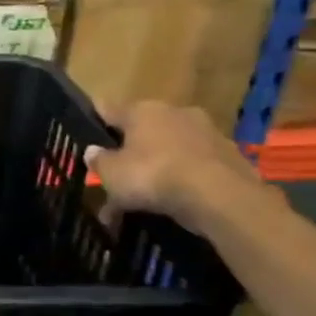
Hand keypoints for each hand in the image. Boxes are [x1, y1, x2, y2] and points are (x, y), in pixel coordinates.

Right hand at [85, 101, 264, 227]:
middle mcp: (175, 113)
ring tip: (140, 201)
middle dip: (129, 153)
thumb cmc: (153, 175)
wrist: (219, 196)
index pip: (110, 108)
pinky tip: (169, 206)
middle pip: (143, 131)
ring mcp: (206, 133)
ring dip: (155, 171)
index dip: (96, 119)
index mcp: (143, 110)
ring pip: (169, 152)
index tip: (86, 129)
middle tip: (115, 177)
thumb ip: (99, 161)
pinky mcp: (229, 157)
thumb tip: (93, 151)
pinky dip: (180, 183)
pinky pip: (192, 169)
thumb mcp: (112, 174)